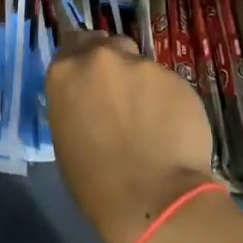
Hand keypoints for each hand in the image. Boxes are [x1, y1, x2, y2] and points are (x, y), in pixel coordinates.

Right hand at [45, 27, 217, 242]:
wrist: (152, 197)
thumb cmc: (94, 181)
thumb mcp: (66, 136)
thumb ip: (75, 102)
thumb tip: (89, 100)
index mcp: (65, 72)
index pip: (70, 45)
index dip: (80, 60)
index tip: (87, 79)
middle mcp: (102, 58)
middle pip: (106, 45)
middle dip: (110, 65)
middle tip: (117, 96)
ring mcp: (143, 65)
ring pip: (139, 64)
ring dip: (139, 83)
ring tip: (147, 117)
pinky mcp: (177, 78)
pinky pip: (166, 84)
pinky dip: (165, 99)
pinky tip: (169, 127)